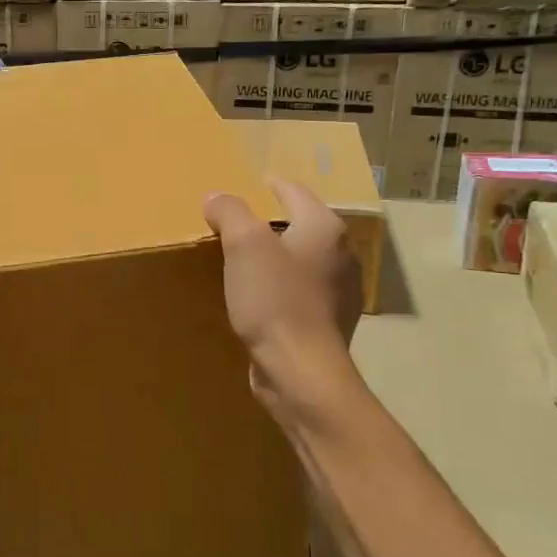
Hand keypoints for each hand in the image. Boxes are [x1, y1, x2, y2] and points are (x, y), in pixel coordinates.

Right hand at [205, 179, 361, 417]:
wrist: (301, 371)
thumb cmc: (274, 300)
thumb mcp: (243, 245)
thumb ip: (230, 211)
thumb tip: (216, 197)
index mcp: (324, 228)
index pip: (294, 192)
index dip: (269, 185)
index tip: (248, 184)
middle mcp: (341, 254)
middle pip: (302, 225)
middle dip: (272, 221)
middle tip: (238, 222)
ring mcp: (339, 291)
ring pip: (303, 260)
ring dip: (277, 257)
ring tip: (245, 260)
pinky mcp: (329, 323)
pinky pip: (301, 292)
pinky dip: (282, 287)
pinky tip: (260, 298)